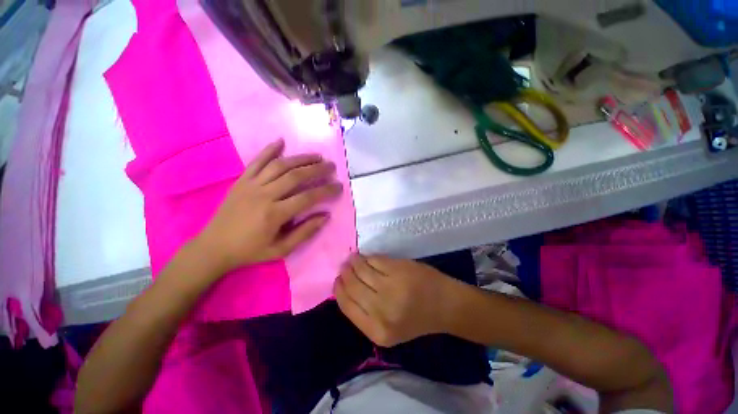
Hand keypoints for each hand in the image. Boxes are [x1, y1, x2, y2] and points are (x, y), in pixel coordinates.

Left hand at [194, 139, 342, 274]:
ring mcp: (251, 185)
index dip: (326, 191)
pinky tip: (281, 141)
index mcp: (275, 214)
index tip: (339, 186)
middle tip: (331, 166)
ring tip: (317, 156)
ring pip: (280, 165)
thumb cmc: (250, 251)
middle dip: (317, 169)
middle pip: (296, 176)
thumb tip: (325, 216)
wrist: (214, 247)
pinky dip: (269, 150)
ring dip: (301, 158)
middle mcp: (264, 195)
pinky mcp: (241, 181)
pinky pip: (257, 161)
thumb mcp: (281, 249)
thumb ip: (305, 232)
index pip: (308, 197)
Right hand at [334, 255, 468, 346]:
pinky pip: (374, 260)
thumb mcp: (388, 329)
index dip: (339, 290)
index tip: (337, 280)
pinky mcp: (398, 270)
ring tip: (353, 259)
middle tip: (344, 266)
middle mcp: (381, 311)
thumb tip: (345, 287)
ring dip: (354, 262)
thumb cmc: (417, 318)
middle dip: (345, 274)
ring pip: (361, 270)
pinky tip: (366, 257)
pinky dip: (368, 257)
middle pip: (352, 286)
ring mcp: (391, 288)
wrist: (446, 305)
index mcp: (376, 332)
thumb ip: (365, 313)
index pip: (346, 306)